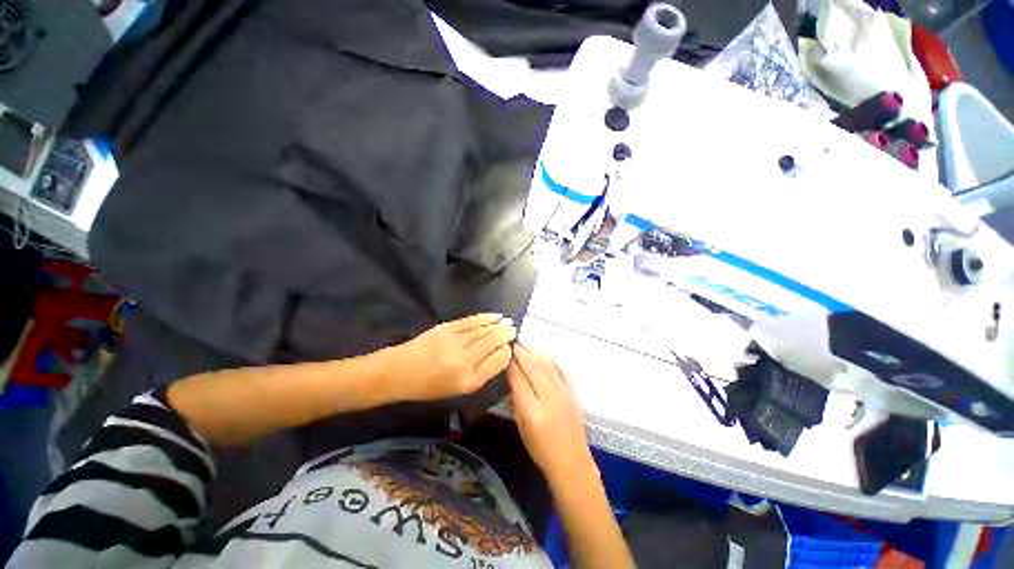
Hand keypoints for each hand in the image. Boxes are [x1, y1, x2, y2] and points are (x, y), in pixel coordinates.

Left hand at [380, 313, 516, 401]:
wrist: (398, 372)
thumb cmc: (428, 386)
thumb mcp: (457, 389)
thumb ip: (480, 373)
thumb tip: (499, 353)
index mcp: (468, 381)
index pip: (497, 362)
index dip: (506, 352)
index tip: (509, 346)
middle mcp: (463, 362)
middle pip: (492, 343)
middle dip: (505, 334)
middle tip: (513, 328)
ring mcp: (454, 343)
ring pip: (483, 330)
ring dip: (497, 324)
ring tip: (507, 321)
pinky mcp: (446, 328)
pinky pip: (471, 321)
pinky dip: (484, 317)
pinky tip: (493, 316)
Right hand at [508, 344, 594, 483]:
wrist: (571, 462)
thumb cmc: (540, 449)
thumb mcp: (521, 425)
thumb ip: (517, 398)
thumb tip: (513, 376)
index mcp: (532, 409)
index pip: (518, 377)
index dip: (510, 363)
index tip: (504, 352)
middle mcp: (549, 397)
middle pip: (533, 366)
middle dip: (521, 352)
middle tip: (512, 343)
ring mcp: (564, 392)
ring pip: (547, 364)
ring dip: (534, 352)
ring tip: (525, 345)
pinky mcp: (574, 392)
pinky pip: (562, 369)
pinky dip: (552, 360)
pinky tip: (544, 354)